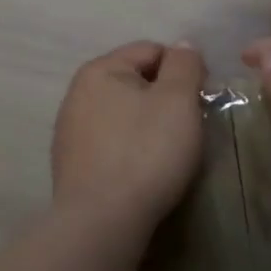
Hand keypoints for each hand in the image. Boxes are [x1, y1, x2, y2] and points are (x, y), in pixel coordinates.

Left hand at [51, 41, 206, 237]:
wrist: (101, 223)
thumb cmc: (145, 152)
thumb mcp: (178, 100)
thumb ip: (184, 65)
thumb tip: (182, 46)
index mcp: (100, 69)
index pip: (151, 50)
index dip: (183, 69)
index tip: (201, 100)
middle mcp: (77, 93)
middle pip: (135, 81)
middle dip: (164, 98)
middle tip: (188, 128)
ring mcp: (70, 130)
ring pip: (123, 113)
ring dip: (147, 124)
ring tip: (168, 153)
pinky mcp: (71, 164)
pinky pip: (111, 142)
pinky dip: (130, 149)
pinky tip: (143, 172)